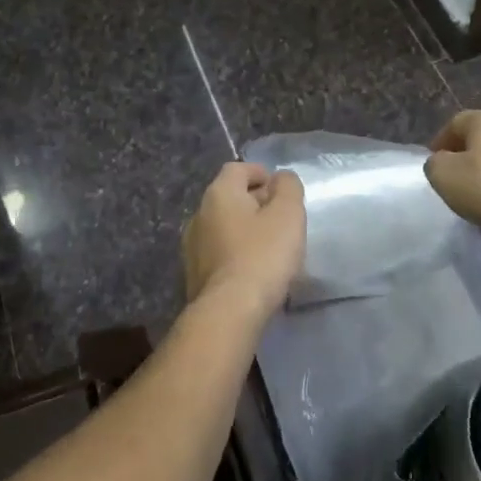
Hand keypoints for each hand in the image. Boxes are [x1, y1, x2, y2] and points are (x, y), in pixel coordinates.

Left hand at [183, 162, 306, 314]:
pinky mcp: (194, 274)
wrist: (229, 311)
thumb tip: (281, 178)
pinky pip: (219, 252)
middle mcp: (199, 214)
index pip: (238, 169)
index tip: (281, 190)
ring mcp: (192, 246)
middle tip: (281, 218)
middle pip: (229, 197)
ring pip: (223, 226)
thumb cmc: (262, 255)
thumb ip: (288, 188)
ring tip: (270, 246)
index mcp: (219, 194)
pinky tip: (254, 269)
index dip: (261, 174)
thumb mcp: (288, 214)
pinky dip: (236, 252)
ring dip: (245, 229)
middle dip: (255, 202)